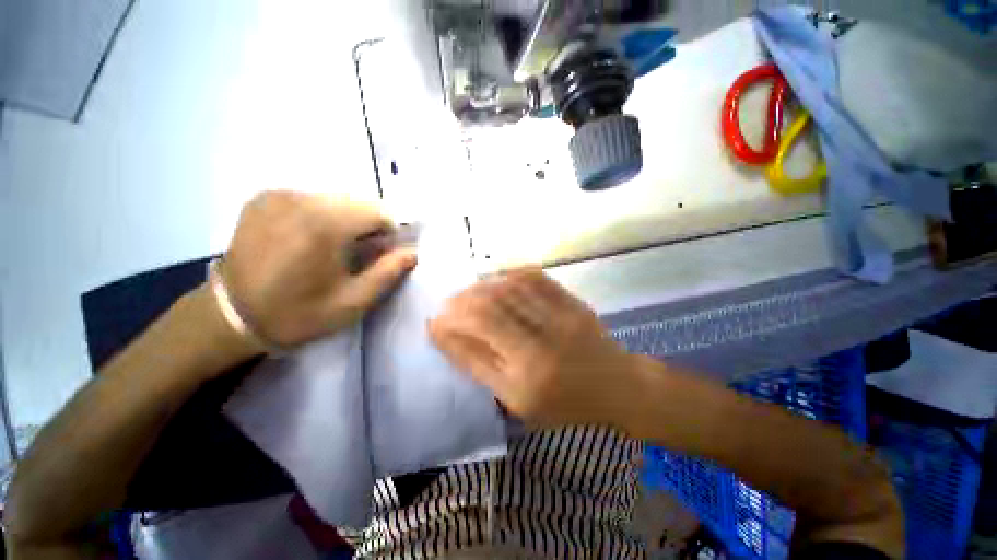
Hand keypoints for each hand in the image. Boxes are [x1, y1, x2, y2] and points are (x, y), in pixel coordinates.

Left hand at [222, 191, 416, 347]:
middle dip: (368, 224)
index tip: (382, 252)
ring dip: (346, 219)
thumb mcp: (352, 303)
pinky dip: (322, 214)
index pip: (377, 211)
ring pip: (334, 199)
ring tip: (334, 247)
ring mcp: (277, 195)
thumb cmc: (297, 313)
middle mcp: (300, 200)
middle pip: (356, 201)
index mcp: (324, 226)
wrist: (230, 316)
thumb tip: (412, 252)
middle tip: (360, 252)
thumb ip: (387, 273)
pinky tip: (310, 238)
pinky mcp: (263, 198)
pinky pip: (310, 198)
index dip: (389, 231)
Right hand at [428, 269, 640, 427]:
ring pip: (510, 287)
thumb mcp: (517, 401)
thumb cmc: (565, 404)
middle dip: (461, 301)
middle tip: (449, 305)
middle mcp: (543, 339)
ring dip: (482, 287)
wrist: (616, 386)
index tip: (435, 321)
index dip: (452, 323)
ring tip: (468, 293)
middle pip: (491, 305)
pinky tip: (497, 281)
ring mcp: (561, 315)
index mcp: (528, 373)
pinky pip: (534, 277)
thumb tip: (446, 336)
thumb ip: (480, 366)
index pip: (479, 333)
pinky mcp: (572, 301)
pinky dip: (509, 275)